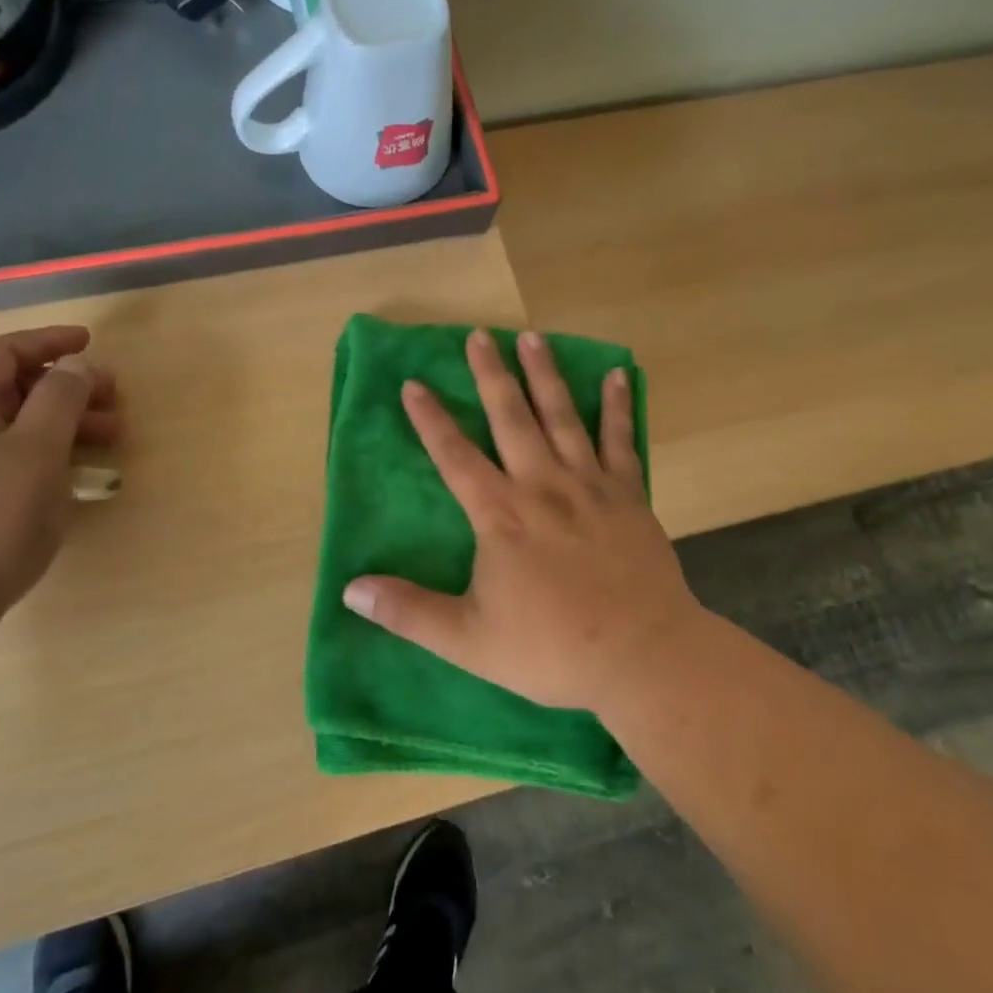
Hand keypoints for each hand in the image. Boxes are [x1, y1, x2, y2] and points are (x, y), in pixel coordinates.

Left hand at [0, 326, 119, 633]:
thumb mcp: (35, 452)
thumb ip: (59, 400)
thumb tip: (73, 365)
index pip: (3, 353)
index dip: (49, 342)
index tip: (91, 344)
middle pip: (10, 390)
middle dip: (67, 390)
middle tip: (114, 402)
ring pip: (11, 428)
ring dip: (61, 426)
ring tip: (108, 441)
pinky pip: (4, 460)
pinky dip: (43, 455)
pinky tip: (71, 475)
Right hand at [342, 328, 701, 713]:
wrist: (642, 656)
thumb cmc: (551, 649)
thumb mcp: (468, 640)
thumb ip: (409, 612)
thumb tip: (350, 589)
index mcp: (500, 516)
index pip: (455, 456)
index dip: (431, 419)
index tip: (414, 383)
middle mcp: (542, 486)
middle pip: (510, 418)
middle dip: (491, 375)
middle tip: (479, 335)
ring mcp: (589, 486)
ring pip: (563, 417)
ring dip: (545, 375)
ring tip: (532, 337)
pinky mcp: (629, 496)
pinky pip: (621, 440)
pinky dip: (617, 406)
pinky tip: (616, 375)